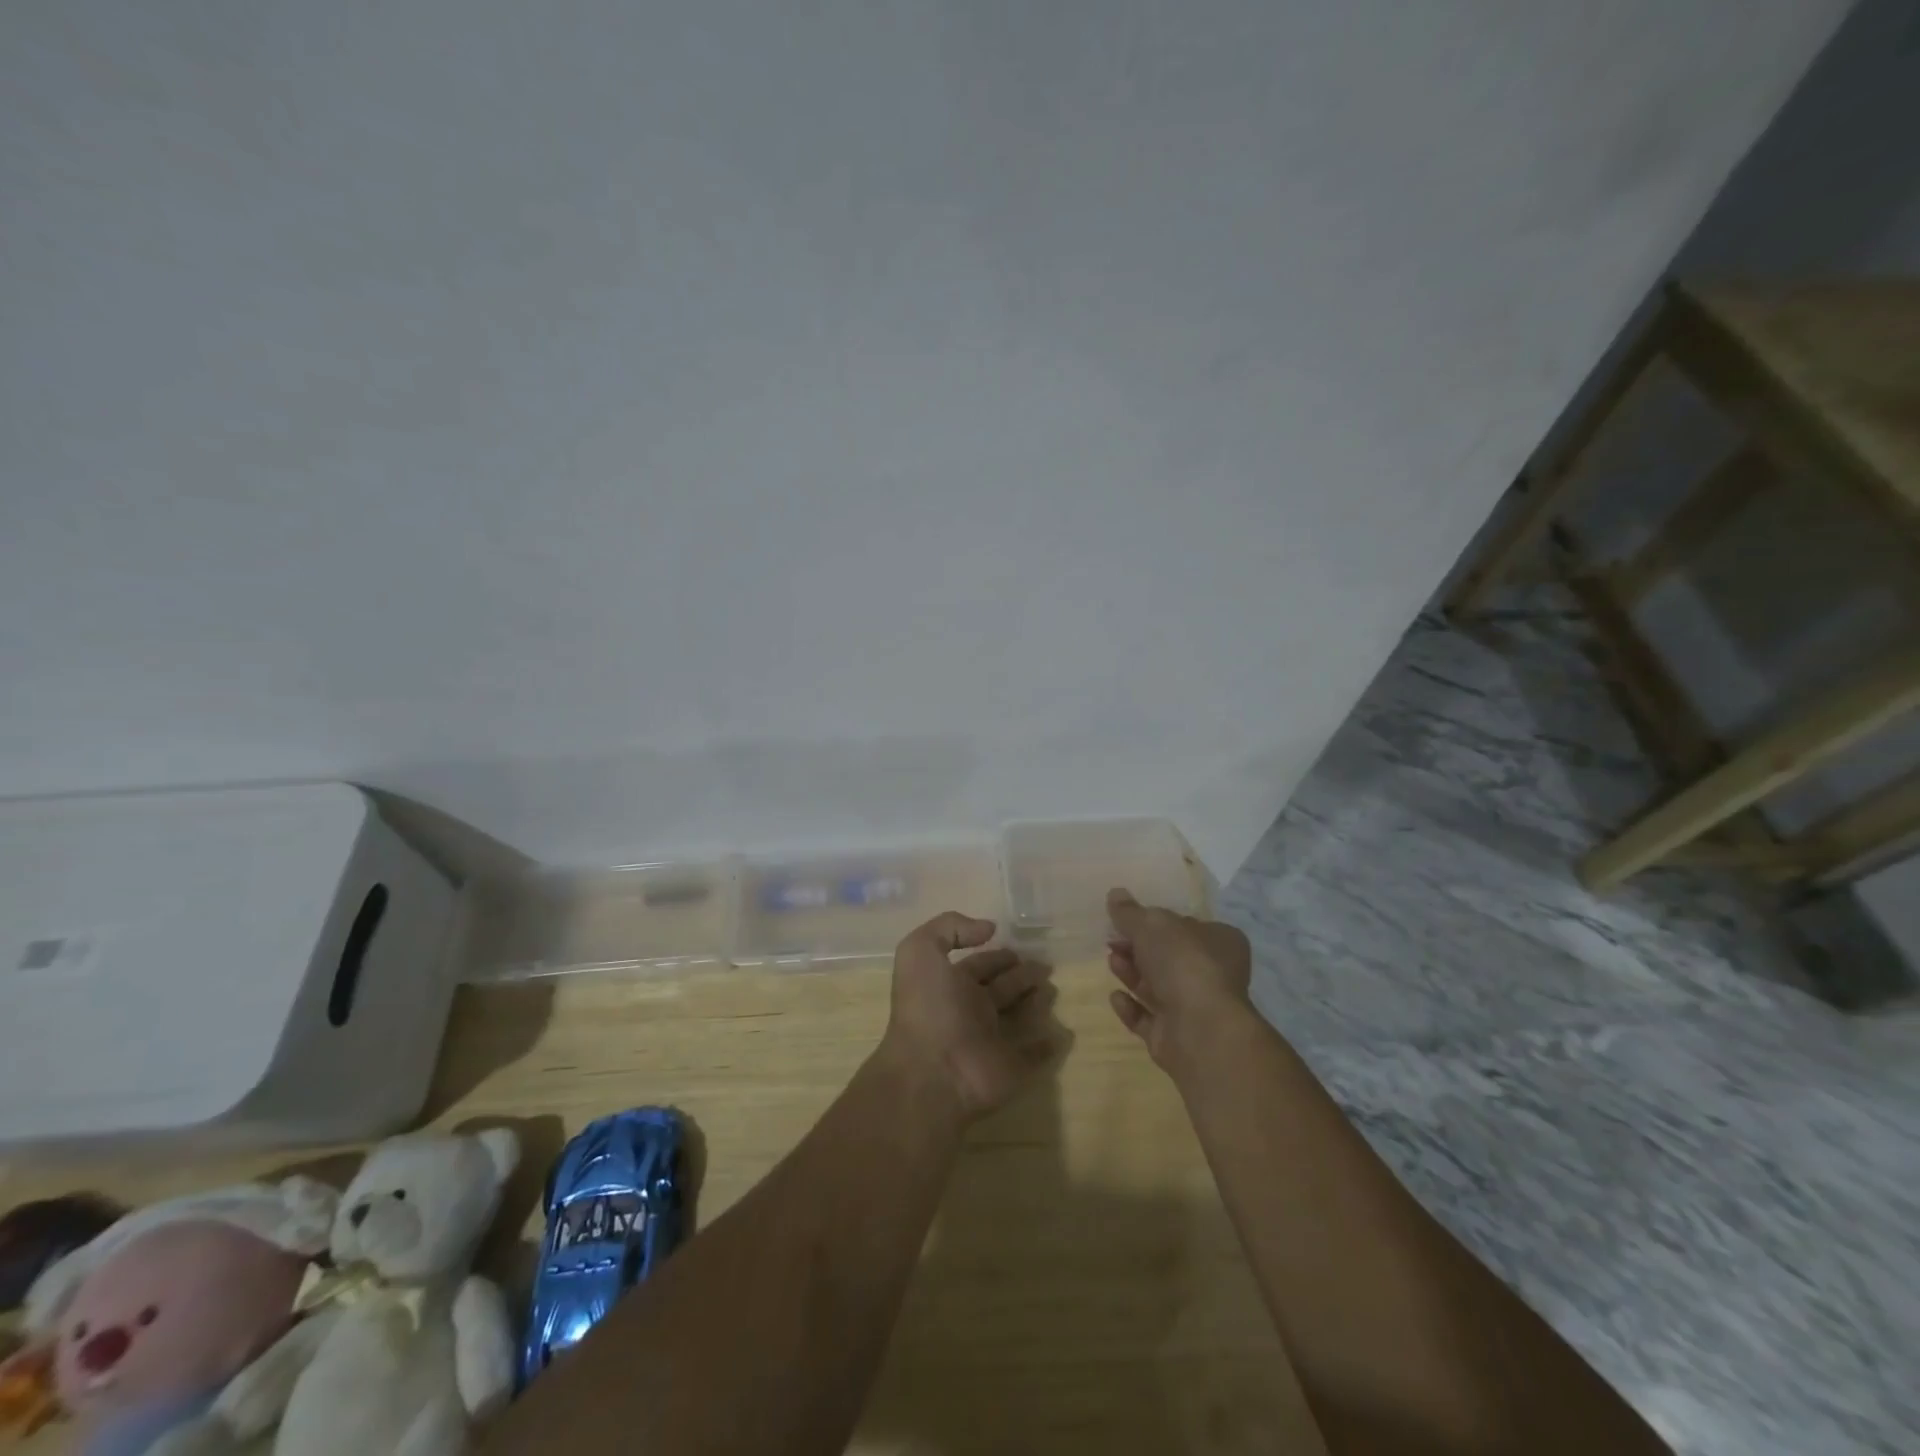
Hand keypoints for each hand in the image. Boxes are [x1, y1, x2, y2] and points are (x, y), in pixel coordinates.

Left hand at [880, 912, 1055, 1122]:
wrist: (933, 1073)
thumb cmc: (928, 1008)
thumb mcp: (920, 951)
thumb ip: (948, 928)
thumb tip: (987, 928)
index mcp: (951, 985)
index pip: (979, 964)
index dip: (997, 954)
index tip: (1020, 947)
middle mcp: (971, 1011)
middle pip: (1003, 988)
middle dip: (1022, 975)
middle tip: (1046, 965)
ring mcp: (992, 1041)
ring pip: (1020, 1016)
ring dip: (1037, 1002)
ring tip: (1055, 988)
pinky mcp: (1012, 1067)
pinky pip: (1034, 1054)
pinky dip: (1048, 1044)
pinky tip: (1063, 1031)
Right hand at [1106, 888, 1253, 1074]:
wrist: (1200, 1029)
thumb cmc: (1184, 963)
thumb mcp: (1152, 924)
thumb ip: (1130, 912)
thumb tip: (1115, 894)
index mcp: (1219, 942)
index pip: (1185, 926)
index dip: (1155, 922)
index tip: (1126, 919)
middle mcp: (1212, 974)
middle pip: (1167, 957)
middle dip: (1137, 948)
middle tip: (1112, 941)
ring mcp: (1194, 1008)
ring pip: (1157, 987)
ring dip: (1131, 973)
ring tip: (1111, 962)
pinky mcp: (1176, 1036)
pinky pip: (1148, 1018)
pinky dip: (1131, 1007)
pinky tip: (1116, 996)